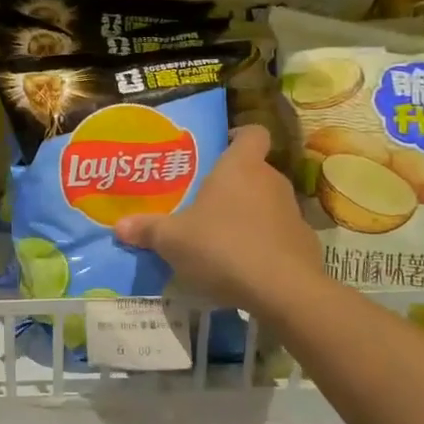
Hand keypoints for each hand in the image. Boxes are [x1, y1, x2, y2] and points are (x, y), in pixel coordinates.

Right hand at [115, 125, 321, 315]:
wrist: (282, 290)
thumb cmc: (222, 247)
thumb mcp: (173, 240)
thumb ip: (147, 229)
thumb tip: (119, 226)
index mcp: (240, 166)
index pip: (252, 133)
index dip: (238, 136)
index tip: (220, 148)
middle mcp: (271, 181)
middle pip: (255, 171)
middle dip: (233, 184)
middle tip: (205, 202)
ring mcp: (293, 212)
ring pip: (267, 203)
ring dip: (248, 216)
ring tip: (221, 238)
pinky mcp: (304, 244)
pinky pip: (279, 235)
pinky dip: (264, 244)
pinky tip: (244, 266)